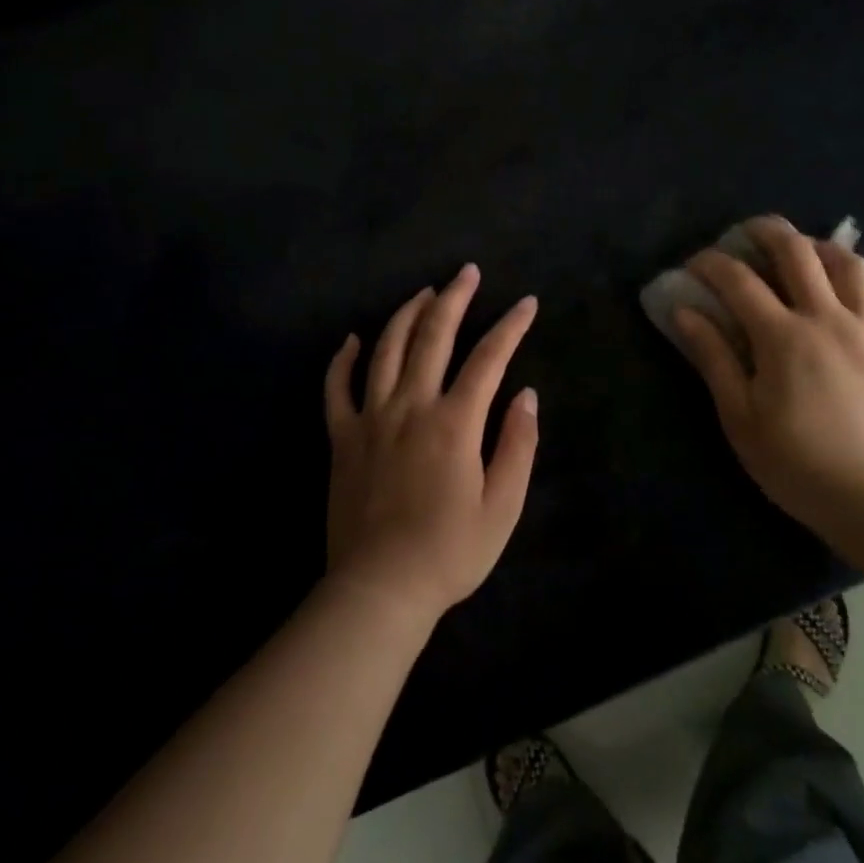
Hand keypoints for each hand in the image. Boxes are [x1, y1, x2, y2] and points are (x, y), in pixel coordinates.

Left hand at [323, 265, 539, 623]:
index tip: (526, 303)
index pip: (489, 358)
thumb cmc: (449, 552)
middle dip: (454, 298)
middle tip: (467, 272)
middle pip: (433, 336)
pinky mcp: (342, 438)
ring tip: (424, 293)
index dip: (511, 326)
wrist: (380, 590)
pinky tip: (353, 339)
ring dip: (406, 314)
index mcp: (454, 422)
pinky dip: (343, 359)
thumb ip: (518, 445)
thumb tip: (527, 395)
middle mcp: (411, 406)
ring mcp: (371, 418)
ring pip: (386, 349)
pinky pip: (337, 388)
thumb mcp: (503, 507)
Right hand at [675, 216, 863, 536]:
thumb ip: (713, 358)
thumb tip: (685, 312)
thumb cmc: (798, 464)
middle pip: (798, 252)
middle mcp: (828, 319)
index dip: (711, 263)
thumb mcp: (740, 417)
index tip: (695, 264)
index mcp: (783, 337)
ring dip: (822, 249)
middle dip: (768, 231)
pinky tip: (855, 298)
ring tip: (806, 254)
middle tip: (749, 233)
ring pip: (852, 265)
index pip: (739, 280)